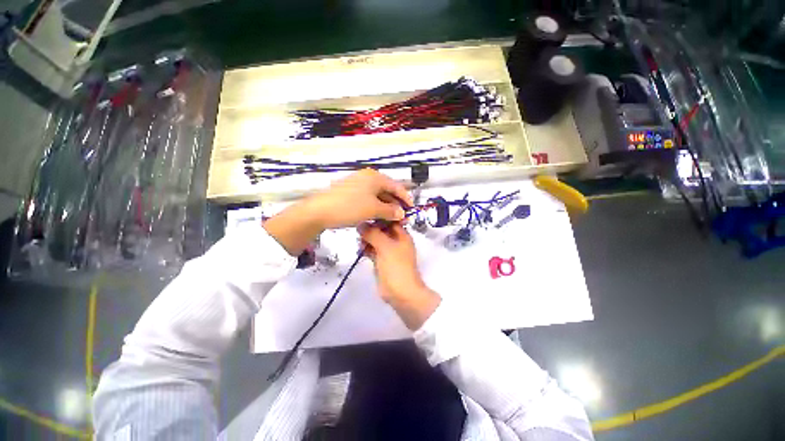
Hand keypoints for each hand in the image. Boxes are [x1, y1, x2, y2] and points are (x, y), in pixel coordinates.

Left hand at [265, 169, 411, 254]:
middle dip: (395, 205)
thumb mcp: (373, 210)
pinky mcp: (350, 192)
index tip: (412, 210)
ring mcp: (358, 184)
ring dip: (385, 208)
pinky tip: (377, 217)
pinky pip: (368, 199)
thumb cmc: (350, 207)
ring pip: (377, 196)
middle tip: (401, 218)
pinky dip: (375, 208)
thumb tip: (402, 213)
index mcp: (375, 177)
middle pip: (387, 191)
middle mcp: (367, 177)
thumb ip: (390, 211)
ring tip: (391, 220)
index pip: (397, 186)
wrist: (319, 211)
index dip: (406, 198)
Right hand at [359, 223, 440, 329]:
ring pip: (376, 240)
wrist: (401, 293)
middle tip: (359, 230)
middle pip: (382, 230)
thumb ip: (373, 234)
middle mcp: (396, 241)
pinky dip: (367, 249)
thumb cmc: (396, 267)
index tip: (364, 215)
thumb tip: (361, 224)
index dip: (378, 217)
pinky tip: (360, 249)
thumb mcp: (385, 247)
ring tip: (359, 242)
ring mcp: (389, 252)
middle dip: (370, 229)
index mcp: (402, 235)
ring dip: (367, 239)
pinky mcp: (382, 261)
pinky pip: (373, 250)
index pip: (390, 220)